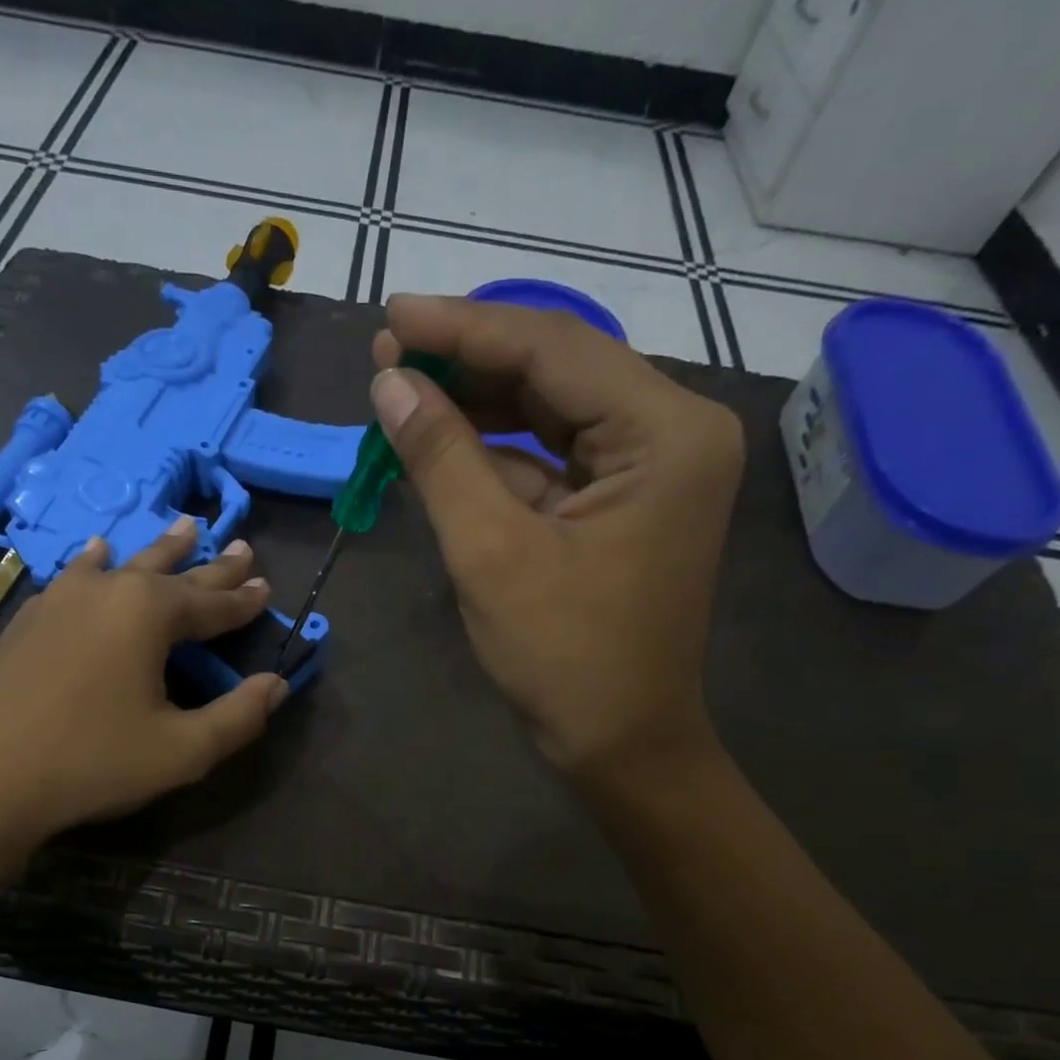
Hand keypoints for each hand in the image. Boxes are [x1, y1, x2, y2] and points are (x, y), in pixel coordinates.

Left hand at [0, 519, 286, 856]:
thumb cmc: (89, 762)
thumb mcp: (181, 751)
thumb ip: (237, 717)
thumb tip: (276, 686)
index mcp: (148, 613)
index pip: (211, 603)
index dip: (243, 600)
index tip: (267, 586)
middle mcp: (106, 591)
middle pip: (171, 572)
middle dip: (210, 564)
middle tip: (240, 545)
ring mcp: (59, 600)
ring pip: (122, 565)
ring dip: (157, 550)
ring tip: (181, 527)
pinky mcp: (27, 620)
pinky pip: (75, 577)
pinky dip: (95, 563)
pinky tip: (94, 556)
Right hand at [372, 294, 744, 782]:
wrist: (619, 744)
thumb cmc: (564, 658)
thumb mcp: (492, 553)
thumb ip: (442, 459)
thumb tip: (390, 385)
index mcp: (665, 433)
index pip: (553, 349)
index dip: (464, 329)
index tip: (390, 315)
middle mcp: (671, 433)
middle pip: (557, 371)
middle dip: (470, 362)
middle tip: (388, 352)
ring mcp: (649, 469)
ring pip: (550, 412)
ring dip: (477, 405)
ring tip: (401, 389)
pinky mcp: (621, 503)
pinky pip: (550, 458)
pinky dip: (495, 453)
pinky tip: (440, 442)